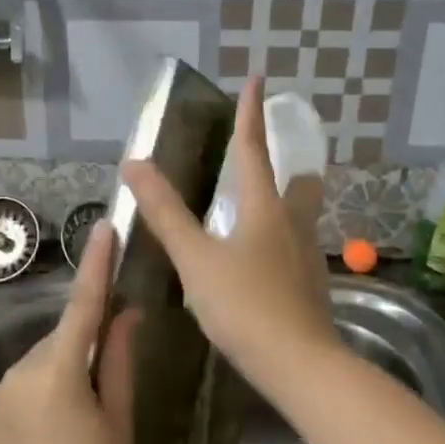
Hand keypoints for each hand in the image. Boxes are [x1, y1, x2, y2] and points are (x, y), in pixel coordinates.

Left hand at [0, 220, 136, 443]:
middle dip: (83, 345)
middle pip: (61, 338)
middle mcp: (21, 370)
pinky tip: (48, 431)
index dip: (96, 263)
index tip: (104, 228)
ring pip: (39, 363)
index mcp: (61, 370)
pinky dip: (37, 393)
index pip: (83, 304)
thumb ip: (120, 361)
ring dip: (59, 372)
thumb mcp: (119, 421)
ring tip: (75, 418)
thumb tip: (125, 313)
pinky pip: (18, 386)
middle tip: (105, 383)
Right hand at [121, 77, 340, 391]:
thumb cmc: (245, 306)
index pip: (255, 149)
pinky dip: (278, 240)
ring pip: (299, 216)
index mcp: (265, 209)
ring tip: (256, 208)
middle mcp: (292, 225)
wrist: (300, 366)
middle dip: (287, 162)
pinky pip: (294, 248)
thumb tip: (134, 163)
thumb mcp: (196, 259)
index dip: (252, 113)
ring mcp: (306, 257)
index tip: (259, 77)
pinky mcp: (310, 287)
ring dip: (283, 202)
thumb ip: (166, 213)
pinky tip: (261, 261)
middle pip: (298, 181)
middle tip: (266, 157)